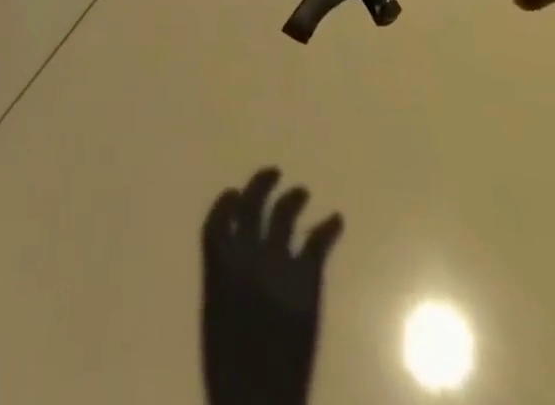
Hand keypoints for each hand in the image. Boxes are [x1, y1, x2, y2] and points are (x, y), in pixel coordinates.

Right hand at [200, 169, 342, 404]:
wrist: (258, 400)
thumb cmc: (231, 373)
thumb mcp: (217, 322)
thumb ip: (225, 286)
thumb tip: (233, 264)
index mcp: (218, 269)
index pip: (218, 220)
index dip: (227, 203)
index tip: (235, 193)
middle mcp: (247, 256)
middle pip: (254, 205)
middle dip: (262, 184)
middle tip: (275, 172)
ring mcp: (277, 265)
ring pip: (285, 214)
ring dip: (294, 198)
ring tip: (303, 191)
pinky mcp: (306, 281)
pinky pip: (317, 241)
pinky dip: (328, 227)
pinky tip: (336, 220)